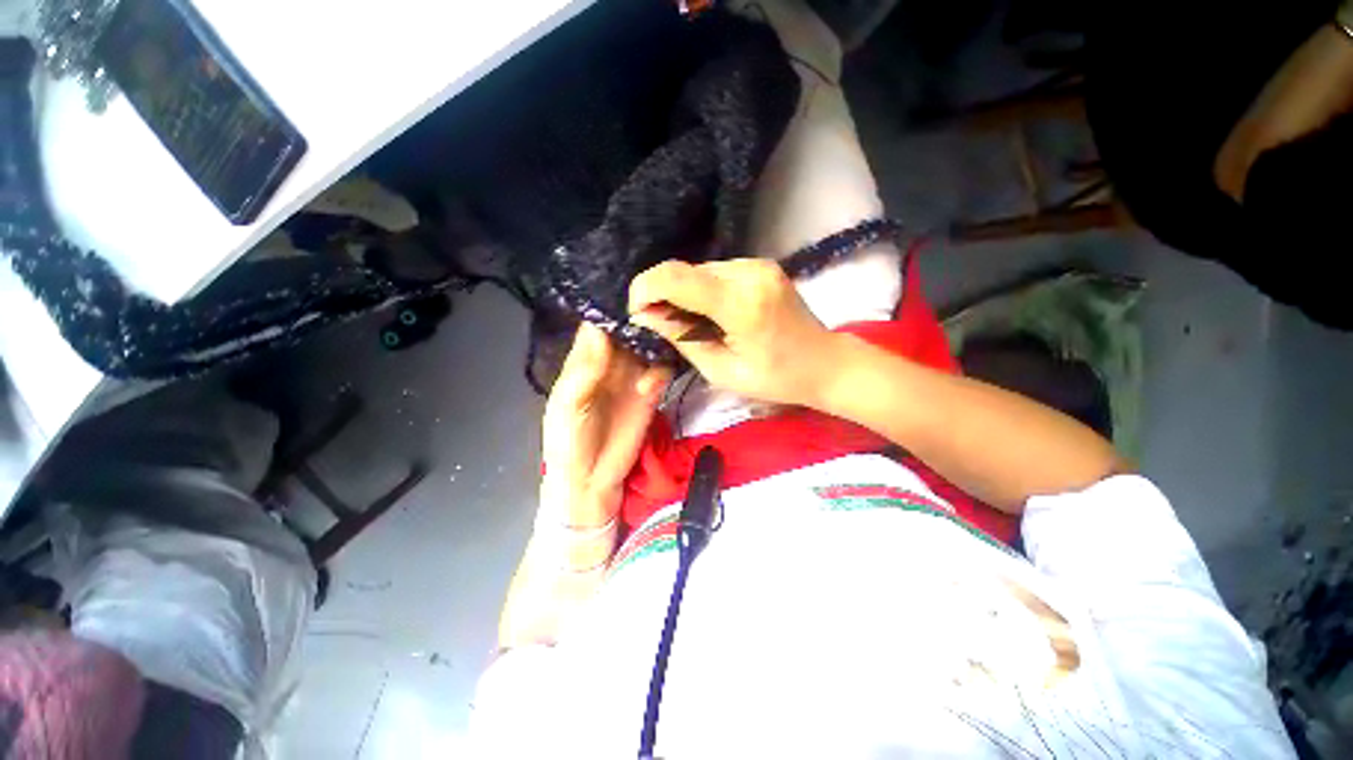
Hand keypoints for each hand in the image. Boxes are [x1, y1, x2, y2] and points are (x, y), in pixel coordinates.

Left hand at [542, 323, 669, 527]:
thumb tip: (598, 330)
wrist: (592, 480)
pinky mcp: (651, 392)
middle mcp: (611, 362)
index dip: (609, 307)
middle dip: (640, 317)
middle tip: (655, 306)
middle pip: (628, 330)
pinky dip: (661, 370)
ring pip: (648, 345)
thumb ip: (584, 371)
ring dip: (655, 340)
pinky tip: (651, 384)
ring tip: (660, 338)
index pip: (597, 325)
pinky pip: (661, 371)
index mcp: (584, 360)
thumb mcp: (568, 407)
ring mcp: (633, 376)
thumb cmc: (568, 442)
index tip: (628, 287)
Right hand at [628, 259, 841, 406]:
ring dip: (685, 295)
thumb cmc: (775, 378)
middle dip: (664, 296)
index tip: (639, 314)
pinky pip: (717, 272)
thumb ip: (681, 338)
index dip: (645, 289)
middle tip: (666, 328)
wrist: (824, 363)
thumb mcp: (721, 370)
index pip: (675, 277)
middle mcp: (749, 272)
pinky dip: (704, 291)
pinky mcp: (761, 265)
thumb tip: (645, 316)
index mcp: (740, 304)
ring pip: (699, 271)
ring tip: (695, 325)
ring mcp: (758, 264)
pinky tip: (715, 315)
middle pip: (684, 272)